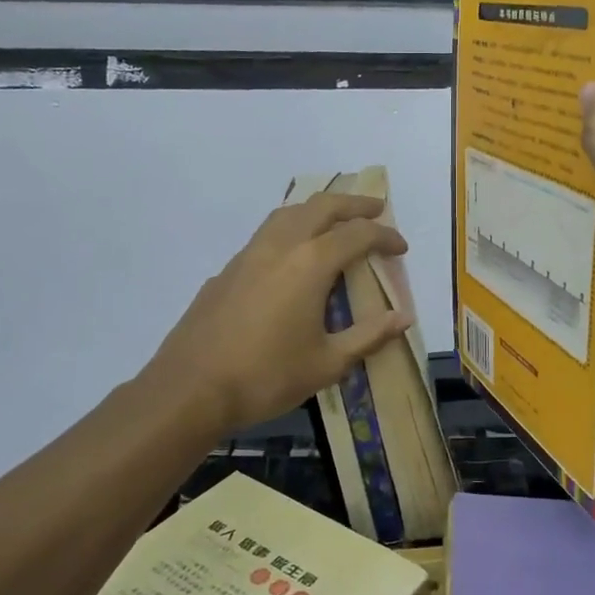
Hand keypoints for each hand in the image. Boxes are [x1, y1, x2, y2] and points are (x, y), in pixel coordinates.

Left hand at [137, 193, 412, 438]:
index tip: (401, 248)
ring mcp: (248, 255)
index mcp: (310, 264)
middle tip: (376, 209)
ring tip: (334, 222)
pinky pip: (266, 235)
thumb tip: (403, 318)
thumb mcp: (327, 363)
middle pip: (321, 207)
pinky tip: (291, 258)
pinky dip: (290, 230)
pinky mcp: (226, 271)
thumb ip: (369, 336)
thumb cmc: (267, 377)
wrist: (190, 389)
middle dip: (353, 205)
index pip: (357, 235)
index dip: (384, 237)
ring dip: (317, 210)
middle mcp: (280, 247)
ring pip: (288, 214)